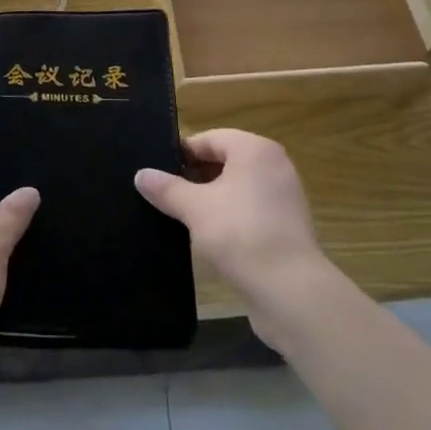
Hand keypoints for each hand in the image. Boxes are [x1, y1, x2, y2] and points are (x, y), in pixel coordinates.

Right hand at [135, 129, 329, 344]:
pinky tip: (208, 237)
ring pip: (237, 188)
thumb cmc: (240, 234)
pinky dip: (230, 217)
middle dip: (195, 177)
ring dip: (211, 199)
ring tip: (182, 216)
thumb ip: (166, 188)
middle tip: (165, 195)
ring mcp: (284, 197)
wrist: (290, 291)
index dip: (182, 154)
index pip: (210, 139)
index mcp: (255, 149)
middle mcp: (274, 165)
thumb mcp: (194, 208)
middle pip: (225, 161)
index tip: (158, 172)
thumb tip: (140, 175)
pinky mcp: (288, 227)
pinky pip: (250, 211)